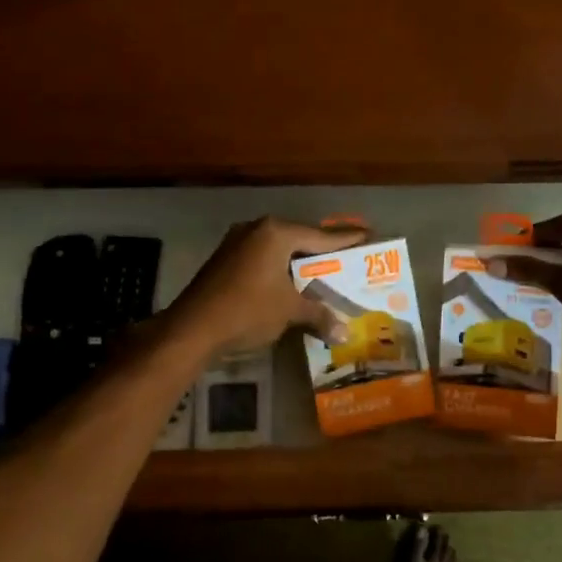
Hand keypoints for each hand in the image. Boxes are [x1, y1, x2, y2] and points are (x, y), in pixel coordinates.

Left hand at [168, 217, 364, 357]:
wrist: (192, 329)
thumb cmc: (247, 310)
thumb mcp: (289, 312)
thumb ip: (319, 315)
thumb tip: (346, 333)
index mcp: (276, 233)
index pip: (320, 235)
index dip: (346, 239)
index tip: (368, 235)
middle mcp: (257, 229)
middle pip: (299, 237)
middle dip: (323, 250)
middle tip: (348, 255)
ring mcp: (237, 242)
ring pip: (279, 248)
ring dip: (299, 261)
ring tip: (324, 270)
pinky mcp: (225, 259)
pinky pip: (263, 258)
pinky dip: (280, 268)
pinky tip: (291, 282)